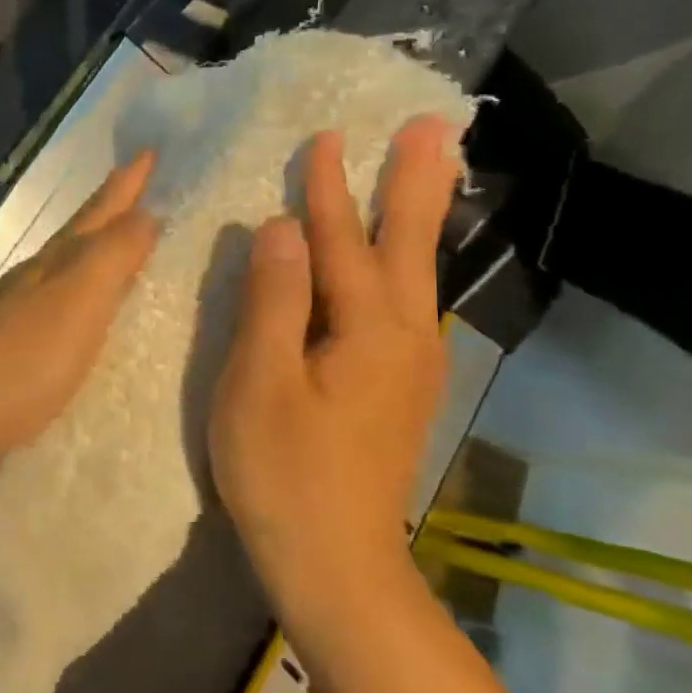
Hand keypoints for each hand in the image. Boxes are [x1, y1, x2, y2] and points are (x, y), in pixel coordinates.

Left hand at [0, 152, 159, 469]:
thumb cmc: (27, 356)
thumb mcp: (80, 299)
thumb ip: (112, 256)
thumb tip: (145, 214)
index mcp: (55, 262)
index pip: (98, 214)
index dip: (125, 186)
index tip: (148, 153)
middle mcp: (33, 278)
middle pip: (76, 234)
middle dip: (107, 208)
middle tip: (133, 184)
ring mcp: (13, 311)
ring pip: (60, 265)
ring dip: (89, 248)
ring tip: (110, 242)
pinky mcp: (6, 348)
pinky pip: (51, 303)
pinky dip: (72, 292)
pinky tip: (73, 309)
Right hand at [209, 117, 461, 617]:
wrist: (336, 565)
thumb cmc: (283, 473)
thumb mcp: (260, 382)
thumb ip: (272, 300)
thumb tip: (280, 227)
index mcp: (367, 331)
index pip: (342, 242)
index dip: (329, 190)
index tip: (326, 136)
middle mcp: (405, 338)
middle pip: (410, 246)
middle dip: (414, 184)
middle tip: (431, 127)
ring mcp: (412, 367)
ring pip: (419, 275)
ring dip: (420, 219)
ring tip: (431, 175)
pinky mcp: (402, 389)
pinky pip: (410, 305)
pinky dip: (410, 265)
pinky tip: (405, 265)